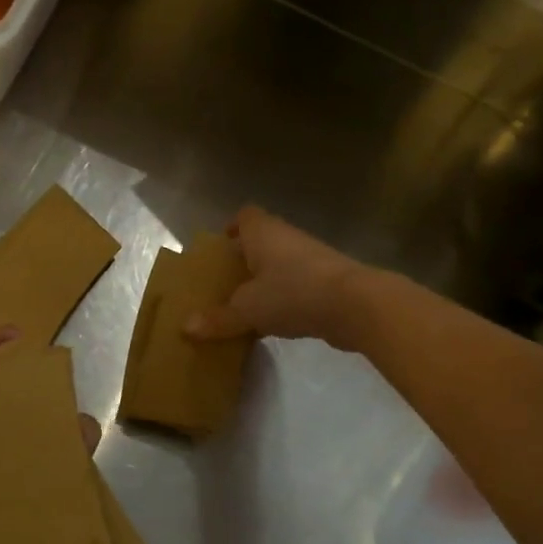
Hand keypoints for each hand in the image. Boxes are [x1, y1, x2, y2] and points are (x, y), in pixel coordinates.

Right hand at [183, 207, 370, 349]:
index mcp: (263, 233)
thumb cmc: (293, 293)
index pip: (246, 216)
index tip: (221, 246)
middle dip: (244, 260)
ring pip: (280, 265)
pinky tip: (273, 323)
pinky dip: (284, 299)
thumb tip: (186, 327)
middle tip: (225, 283)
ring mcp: (311, 259)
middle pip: (261, 242)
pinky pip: (297, 286)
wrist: (356, 305)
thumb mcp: (247, 309)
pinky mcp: (328, 282)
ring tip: (245, 306)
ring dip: (265, 282)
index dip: (232, 227)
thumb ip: (218, 318)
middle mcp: (287, 238)